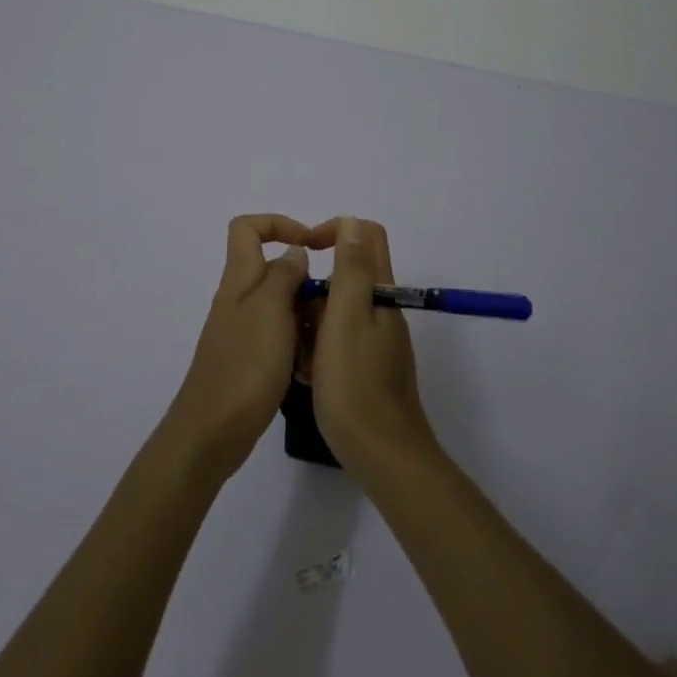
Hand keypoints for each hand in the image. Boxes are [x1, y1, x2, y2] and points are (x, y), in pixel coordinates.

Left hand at [161, 214, 312, 484]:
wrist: (211, 433)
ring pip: (278, 302)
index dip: (279, 224)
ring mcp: (241, 330)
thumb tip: (294, 252)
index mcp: (238, 280)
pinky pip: (278, 333)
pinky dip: (296, 339)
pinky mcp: (247, 359)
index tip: (312, 244)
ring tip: (325, 332)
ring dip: (303, 310)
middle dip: (303, 276)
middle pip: (269, 266)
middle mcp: (237, 299)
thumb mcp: (270, 311)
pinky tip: (310, 361)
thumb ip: (284, 275)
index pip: (247, 228)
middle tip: (330, 300)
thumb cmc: (244, 366)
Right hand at [308, 216, 438, 478]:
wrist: (383, 454)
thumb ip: (351, 269)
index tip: (306, 251)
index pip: (366, 235)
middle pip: (349, 274)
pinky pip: (341, 340)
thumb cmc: (356, 383)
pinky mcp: (371, 366)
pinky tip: (307, 372)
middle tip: (293, 315)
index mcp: (380, 292)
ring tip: (297, 352)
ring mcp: (379, 340)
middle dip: (316, 286)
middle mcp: (383, 309)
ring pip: (340, 310)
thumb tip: (352, 221)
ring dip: (314, 320)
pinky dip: (321, 347)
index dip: (335, 230)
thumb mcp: (347, 318)